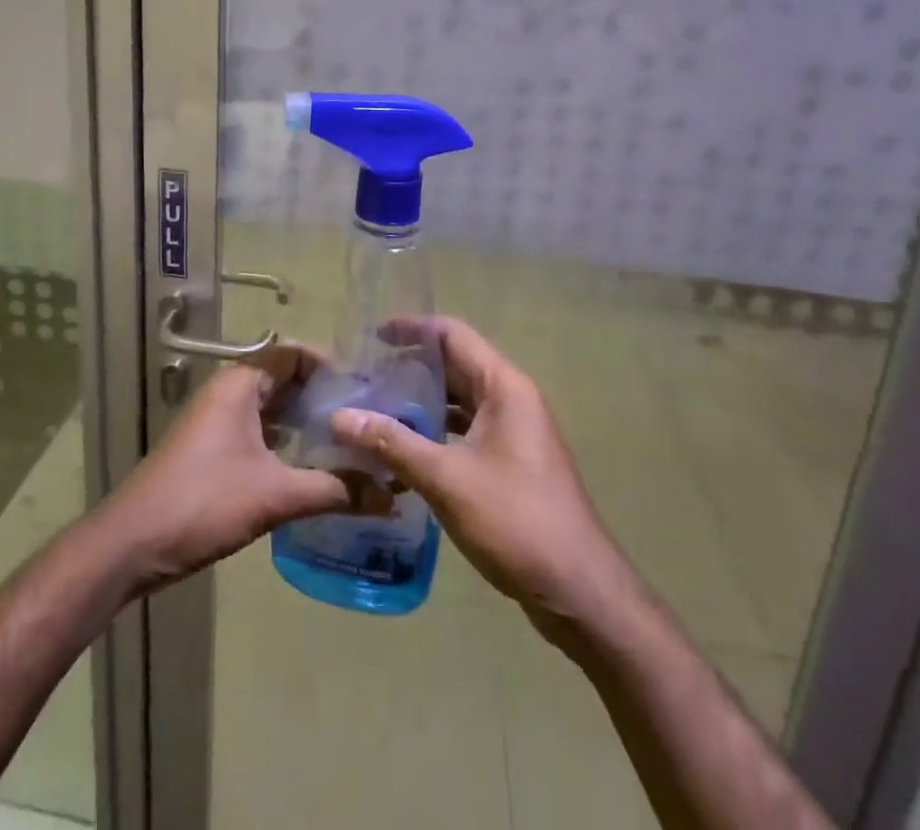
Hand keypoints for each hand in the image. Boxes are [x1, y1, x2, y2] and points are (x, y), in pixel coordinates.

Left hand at [99, 346, 359, 596]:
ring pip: (271, 410)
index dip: (329, 367)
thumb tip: (390, 494)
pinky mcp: (212, 452)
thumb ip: (334, 490)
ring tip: (349, 445)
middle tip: (365, 421)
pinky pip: (258, 433)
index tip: (365, 391)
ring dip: (305, 424)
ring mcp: (217, 423)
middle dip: (322, 399)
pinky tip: (312, 469)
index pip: (293, 355)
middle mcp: (228, 394)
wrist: (132, 543)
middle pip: (284, 381)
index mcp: (240, 384)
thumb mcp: (275, 495)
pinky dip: (285, 444)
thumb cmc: (203, 502)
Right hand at [330, 317, 628, 630]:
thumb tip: (339, 417)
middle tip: (362, 379)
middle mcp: (511, 400)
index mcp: (503, 387)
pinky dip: (433, 434)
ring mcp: (513, 433)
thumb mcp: (446, 478)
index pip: (452, 335)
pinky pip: (464, 432)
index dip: (412, 328)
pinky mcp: (510, 464)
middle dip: (409, 369)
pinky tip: (400, 453)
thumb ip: (392, 443)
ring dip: (419, 404)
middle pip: (454, 366)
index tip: (371, 337)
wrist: (580, 592)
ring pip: (458, 402)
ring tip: (373, 412)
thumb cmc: (516, 520)